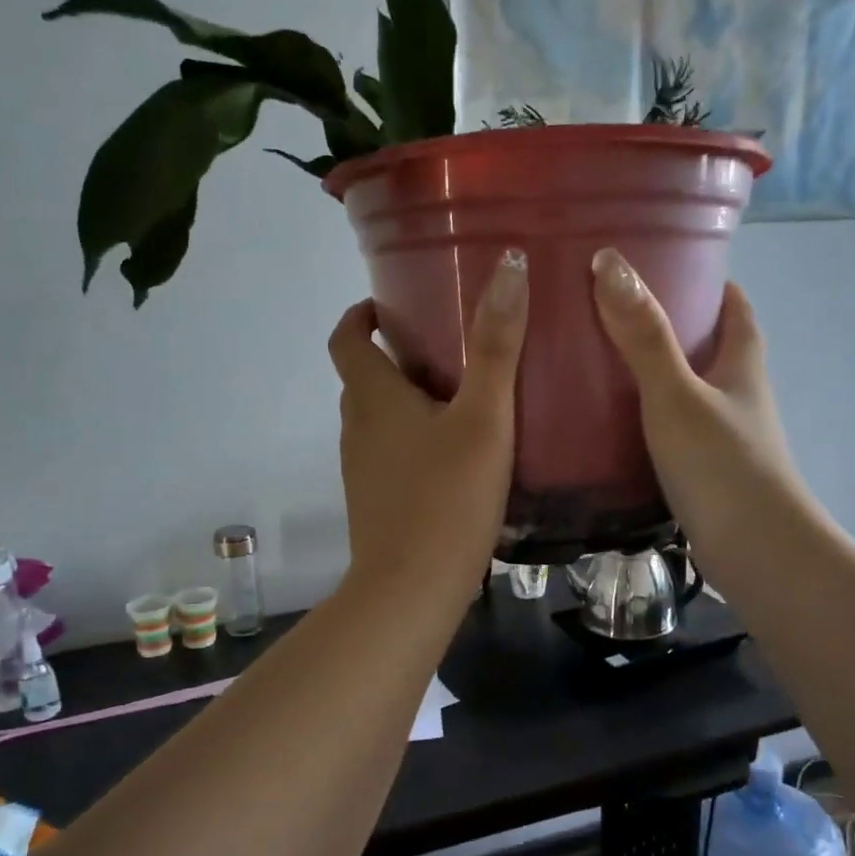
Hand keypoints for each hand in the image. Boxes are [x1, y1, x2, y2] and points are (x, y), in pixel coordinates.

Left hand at [329, 250, 528, 606]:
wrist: (410, 590)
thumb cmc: (447, 498)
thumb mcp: (483, 418)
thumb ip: (495, 346)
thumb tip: (507, 265)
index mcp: (373, 397)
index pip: (346, 338)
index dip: (362, 314)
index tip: (393, 304)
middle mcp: (357, 427)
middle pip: (364, 376)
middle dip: (395, 353)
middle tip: (447, 344)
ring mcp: (362, 468)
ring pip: (378, 417)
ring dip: (405, 398)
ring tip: (460, 394)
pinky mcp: (374, 501)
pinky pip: (388, 452)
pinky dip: (411, 437)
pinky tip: (455, 453)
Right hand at [590, 248, 816, 574]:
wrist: (755, 552)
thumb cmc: (722, 465)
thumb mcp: (676, 394)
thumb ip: (644, 337)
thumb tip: (610, 264)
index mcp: (742, 364)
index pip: (735, 306)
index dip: (709, 282)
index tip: (667, 265)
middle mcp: (738, 395)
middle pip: (709, 346)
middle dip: (671, 324)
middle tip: (614, 311)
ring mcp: (723, 435)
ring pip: (688, 389)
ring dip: (654, 373)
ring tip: (599, 360)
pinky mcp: (704, 470)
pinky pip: (671, 427)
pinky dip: (646, 416)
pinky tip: (609, 422)